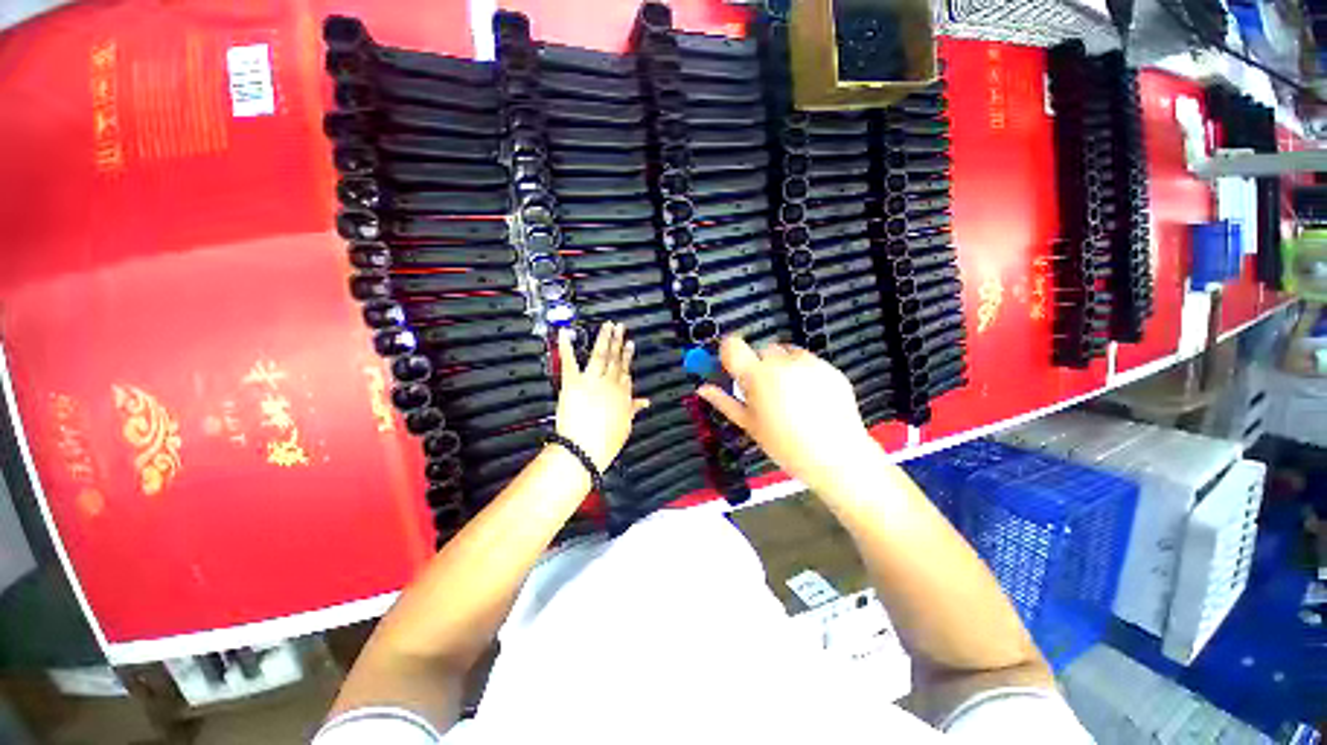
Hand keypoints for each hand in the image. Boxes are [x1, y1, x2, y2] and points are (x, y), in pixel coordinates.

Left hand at [554, 322, 649, 470]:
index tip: (630, 344)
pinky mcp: (573, 382)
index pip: (626, 371)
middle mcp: (610, 383)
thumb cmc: (606, 441)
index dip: (628, 356)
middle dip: (618, 341)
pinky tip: (565, 334)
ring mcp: (592, 380)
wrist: (584, 448)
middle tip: (620, 327)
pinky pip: (569, 361)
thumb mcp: (626, 426)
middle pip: (616, 358)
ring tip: (607, 326)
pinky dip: (566, 347)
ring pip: (600, 354)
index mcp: (623, 394)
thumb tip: (644, 403)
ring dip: (604, 338)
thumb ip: (633, 409)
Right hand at [697, 335, 877, 491]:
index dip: (729, 352)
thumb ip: (724, 402)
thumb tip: (702, 388)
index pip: (733, 345)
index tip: (732, 366)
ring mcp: (809, 363)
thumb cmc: (784, 445)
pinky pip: (808, 361)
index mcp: (757, 376)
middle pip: (761, 349)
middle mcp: (782, 362)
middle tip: (764, 391)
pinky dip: (803, 372)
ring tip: (790, 395)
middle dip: (759, 364)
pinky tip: (810, 397)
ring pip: (786, 353)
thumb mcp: (749, 425)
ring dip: (781, 365)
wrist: (837, 457)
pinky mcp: (829, 367)